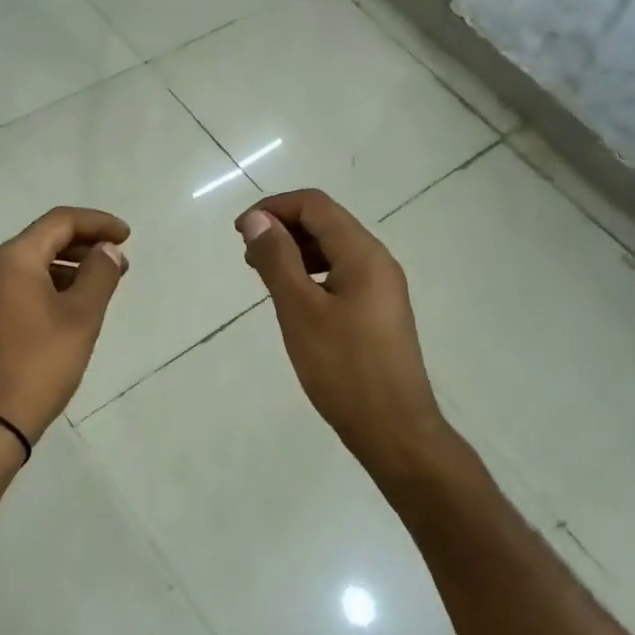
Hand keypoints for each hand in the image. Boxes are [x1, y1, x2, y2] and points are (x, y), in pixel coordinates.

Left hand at [0, 207, 130, 447]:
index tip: (128, 236)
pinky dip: (55, 285)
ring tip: (106, 282)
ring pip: (36, 264)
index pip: (60, 221)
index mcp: (15, 259)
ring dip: (72, 266)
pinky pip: (27, 286)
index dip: (97, 222)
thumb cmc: (40, 362)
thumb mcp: (81, 316)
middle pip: (46, 238)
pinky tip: (77, 305)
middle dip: (86, 244)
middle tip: (121, 260)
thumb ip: (100, 275)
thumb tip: (108, 250)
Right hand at [237, 190, 445, 466]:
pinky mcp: (378, 312)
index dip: (274, 208)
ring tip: (263, 274)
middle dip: (283, 228)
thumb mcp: (300, 310)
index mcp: (363, 254)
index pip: (315, 206)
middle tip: (247, 255)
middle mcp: (378, 261)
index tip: (240, 231)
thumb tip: (256, 219)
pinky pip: (340, 275)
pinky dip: (311, 274)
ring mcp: (381, 288)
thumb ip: (277, 259)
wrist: (394, 429)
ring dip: (295, 252)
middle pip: (326, 223)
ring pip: (333, 250)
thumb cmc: (343, 368)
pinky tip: (292, 298)